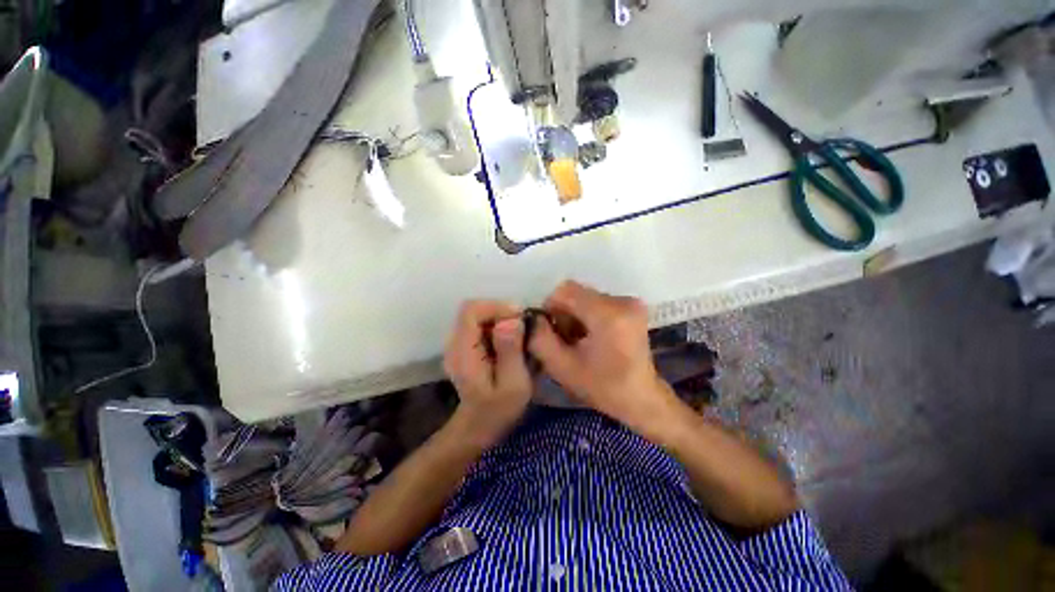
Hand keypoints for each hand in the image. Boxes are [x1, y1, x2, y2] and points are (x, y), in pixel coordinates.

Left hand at [444, 300, 532, 442]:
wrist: (479, 426)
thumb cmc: (499, 410)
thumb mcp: (514, 384)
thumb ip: (511, 351)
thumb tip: (511, 320)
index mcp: (463, 352)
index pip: (471, 311)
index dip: (496, 306)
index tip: (520, 316)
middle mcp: (455, 343)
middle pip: (473, 310)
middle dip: (501, 311)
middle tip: (524, 325)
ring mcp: (457, 344)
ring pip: (477, 316)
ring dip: (500, 318)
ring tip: (520, 333)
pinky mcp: (465, 347)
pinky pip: (480, 325)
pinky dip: (497, 326)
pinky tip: (510, 340)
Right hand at [528, 281, 680, 440]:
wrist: (642, 398)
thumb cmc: (603, 387)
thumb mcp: (562, 367)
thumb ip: (540, 339)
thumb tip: (534, 318)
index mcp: (608, 315)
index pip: (566, 291)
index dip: (551, 307)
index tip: (550, 330)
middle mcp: (622, 301)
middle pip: (576, 293)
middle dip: (564, 313)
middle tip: (565, 340)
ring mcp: (630, 302)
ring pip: (586, 297)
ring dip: (575, 315)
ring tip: (579, 341)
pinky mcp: (632, 306)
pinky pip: (598, 302)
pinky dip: (588, 316)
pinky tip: (591, 337)